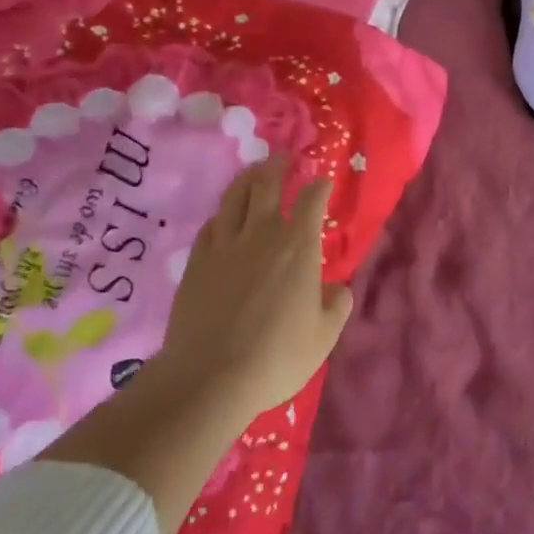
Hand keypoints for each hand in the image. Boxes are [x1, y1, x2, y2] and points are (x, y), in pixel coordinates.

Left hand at [157, 157, 352, 420]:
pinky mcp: (196, 262)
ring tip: (253, 171)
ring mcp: (224, 245)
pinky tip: (223, 217)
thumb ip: (336, 306)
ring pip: (234, 197)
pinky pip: (211, 225)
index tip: (324, 180)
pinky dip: (222, 214)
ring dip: (247, 179)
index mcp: (298, 247)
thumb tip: (337, 288)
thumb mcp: (324, 336)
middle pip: (266, 185)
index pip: (311, 201)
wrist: (209, 377)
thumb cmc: (277, 356)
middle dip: (278, 166)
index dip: (320, 186)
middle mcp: (261, 234)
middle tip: (282, 156)